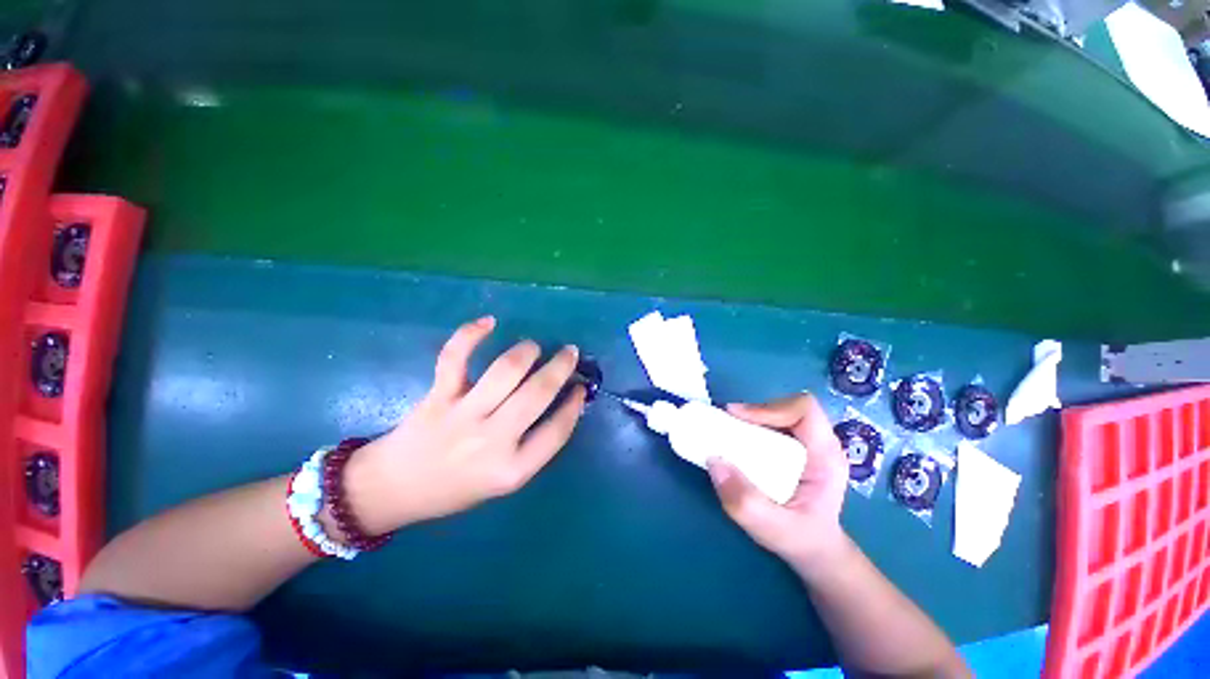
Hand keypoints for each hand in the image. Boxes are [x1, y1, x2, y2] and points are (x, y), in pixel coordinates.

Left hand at [345, 316, 586, 532]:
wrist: (394, 490)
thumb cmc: (456, 489)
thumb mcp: (503, 481)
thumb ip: (533, 446)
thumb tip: (560, 404)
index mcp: (511, 469)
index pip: (557, 431)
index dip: (573, 405)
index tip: (580, 387)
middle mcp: (491, 441)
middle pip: (537, 394)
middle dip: (560, 367)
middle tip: (570, 352)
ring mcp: (462, 416)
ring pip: (505, 372)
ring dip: (527, 351)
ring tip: (533, 347)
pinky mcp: (438, 397)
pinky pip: (455, 358)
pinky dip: (471, 334)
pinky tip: (489, 322)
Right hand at [706, 394, 848, 573]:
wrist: (815, 550)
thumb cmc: (802, 540)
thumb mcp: (774, 530)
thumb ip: (746, 502)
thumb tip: (714, 461)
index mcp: (826, 457)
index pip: (804, 411)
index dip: (769, 408)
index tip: (738, 418)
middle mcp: (819, 444)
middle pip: (787, 407)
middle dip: (754, 412)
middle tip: (726, 423)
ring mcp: (807, 444)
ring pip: (778, 413)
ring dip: (750, 418)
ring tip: (727, 431)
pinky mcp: (793, 448)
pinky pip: (771, 425)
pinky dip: (750, 427)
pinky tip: (736, 442)